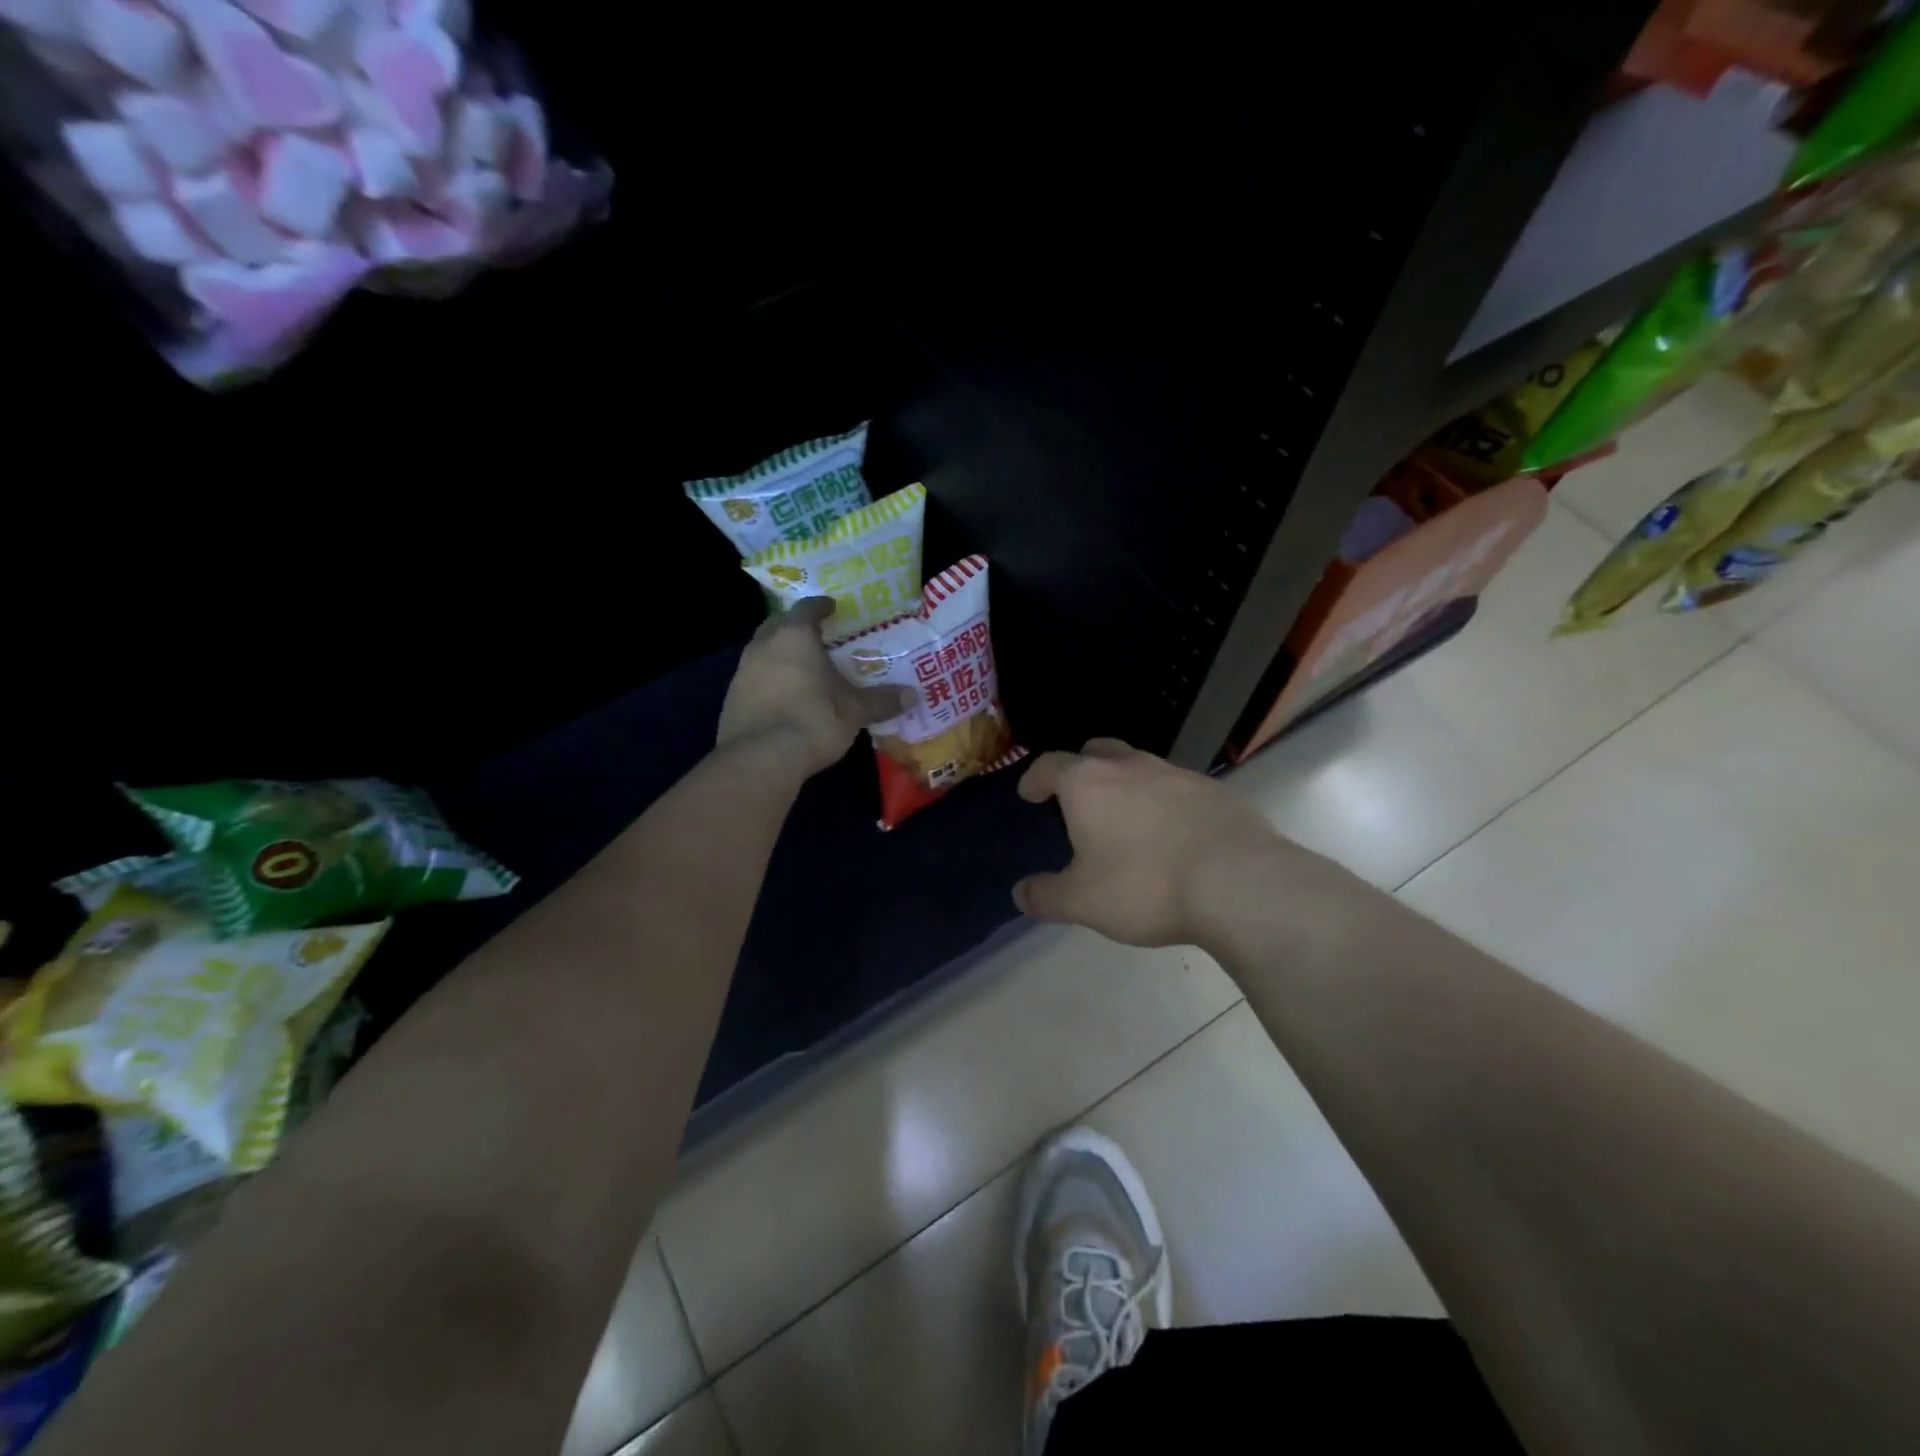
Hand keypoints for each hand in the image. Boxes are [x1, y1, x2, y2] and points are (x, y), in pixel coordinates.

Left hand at [716, 598, 912, 774]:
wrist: (761, 758)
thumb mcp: (855, 711)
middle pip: (778, 625)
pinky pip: (754, 678)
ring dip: (780, 653)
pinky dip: (769, 679)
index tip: (832, 607)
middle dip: (795, 627)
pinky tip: (784, 695)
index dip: (821, 606)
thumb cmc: (814, 720)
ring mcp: (742, 672)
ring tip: (802, 666)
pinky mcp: (732, 698)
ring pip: (762, 651)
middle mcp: (764, 646)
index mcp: (795, 636)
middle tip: (816, 635)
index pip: (807, 609)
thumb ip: (881, 700)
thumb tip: (913, 695)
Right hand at [1013, 738, 1325, 947]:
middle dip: (1080, 768)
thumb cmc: (1145, 886)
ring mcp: (1177, 774)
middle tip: (1075, 796)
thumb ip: (1046, 896)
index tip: (1029, 793)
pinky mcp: (1214, 791)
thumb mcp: (1083, 902)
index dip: (1035, 778)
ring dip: (1125, 784)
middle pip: (1097, 751)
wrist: (1239, 883)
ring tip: (1125, 819)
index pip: (1050, 765)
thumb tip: (1021, 893)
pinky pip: (1176, 787)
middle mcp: (1131, 766)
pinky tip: (1171, 834)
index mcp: (1089, 783)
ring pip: (1140, 766)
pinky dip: (1163, 801)